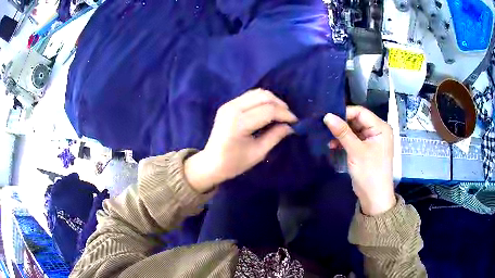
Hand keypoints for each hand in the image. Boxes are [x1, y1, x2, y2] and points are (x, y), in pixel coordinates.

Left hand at [185, 89, 297, 192]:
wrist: (211, 163)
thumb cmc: (234, 163)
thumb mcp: (258, 153)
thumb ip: (275, 136)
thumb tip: (290, 126)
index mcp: (238, 123)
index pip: (268, 111)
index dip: (285, 115)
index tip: (296, 122)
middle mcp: (232, 108)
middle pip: (263, 96)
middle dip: (280, 104)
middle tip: (289, 117)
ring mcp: (228, 104)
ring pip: (257, 93)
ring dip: (272, 100)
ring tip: (281, 112)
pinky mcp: (228, 104)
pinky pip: (250, 96)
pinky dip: (262, 100)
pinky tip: (269, 110)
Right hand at [324, 106, 395, 215]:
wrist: (374, 198)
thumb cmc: (369, 173)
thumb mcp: (356, 151)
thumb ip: (342, 132)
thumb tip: (327, 115)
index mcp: (380, 127)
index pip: (360, 112)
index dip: (344, 113)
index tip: (327, 117)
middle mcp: (378, 131)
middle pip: (357, 120)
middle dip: (341, 124)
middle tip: (324, 126)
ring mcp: (372, 140)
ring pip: (354, 130)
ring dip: (341, 134)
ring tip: (327, 138)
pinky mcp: (366, 149)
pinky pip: (354, 139)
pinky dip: (344, 141)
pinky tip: (333, 145)